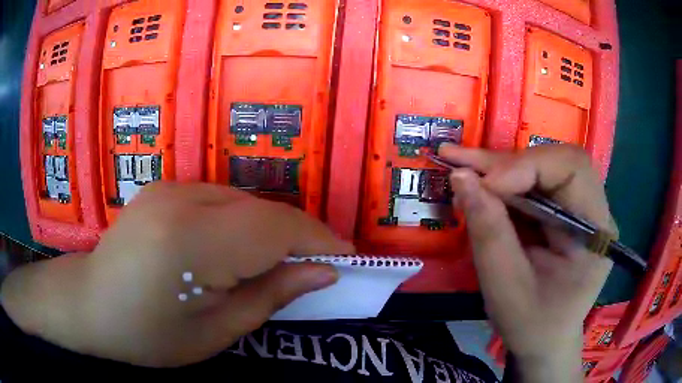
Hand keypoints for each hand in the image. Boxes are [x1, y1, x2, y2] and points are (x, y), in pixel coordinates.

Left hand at [1, 183, 352, 366]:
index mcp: (192, 242)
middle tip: (319, 265)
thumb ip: (271, 295)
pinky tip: (238, 249)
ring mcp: (170, 187)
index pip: (276, 228)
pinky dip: (243, 222)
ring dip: (270, 230)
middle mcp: (182, 199)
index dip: (318, 240)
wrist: (91, 304)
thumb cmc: (149, 335)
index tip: (347, 257)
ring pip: (244, 201)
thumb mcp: (216, 331)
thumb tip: (322, 272)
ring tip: (281, 262)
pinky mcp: (165, 187)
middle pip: (263, 210)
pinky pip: (220, 200)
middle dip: (299, 235)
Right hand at [439, 144, 615, 381]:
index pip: (572, 170)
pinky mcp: (563, 212)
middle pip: (556, 162)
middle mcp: (594, 212)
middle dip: (507, 163)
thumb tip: (461, 177)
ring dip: (499, 167)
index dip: (527, 166)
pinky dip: (503, 182)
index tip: (484, 185)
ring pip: (542, 167)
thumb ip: (489, 231)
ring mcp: (580, 209)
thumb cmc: (531, 325)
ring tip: (459, 165)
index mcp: (596, 234)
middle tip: (459, 162)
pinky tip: (477, 182)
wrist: (544, 341)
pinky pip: (534, 184)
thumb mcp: (506, 288)